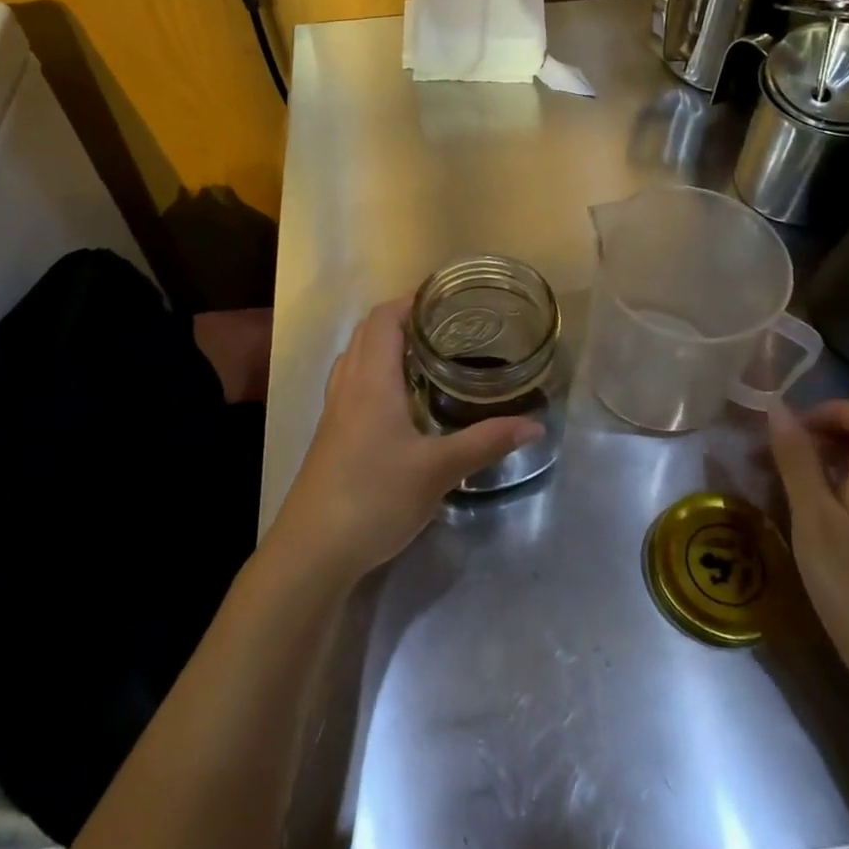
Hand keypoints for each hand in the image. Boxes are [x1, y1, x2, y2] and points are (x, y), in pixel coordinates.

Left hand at [269, 298, 541, 582]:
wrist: (313, 550)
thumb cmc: (374, 498)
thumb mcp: (438, 470)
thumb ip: (486, 442)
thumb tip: (535, 425)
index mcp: (371, 380)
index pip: (384, 318)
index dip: (410, 300)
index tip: (444, 297)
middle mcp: (348, 385)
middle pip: (367, 331)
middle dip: (402, 318)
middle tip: (444, 324)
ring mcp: (334, 410)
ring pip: (356, 356)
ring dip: (385, 343)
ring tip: (425, 353)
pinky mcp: (331, 434)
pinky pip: (351, 381)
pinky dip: (374, 371)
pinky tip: (400, 399)